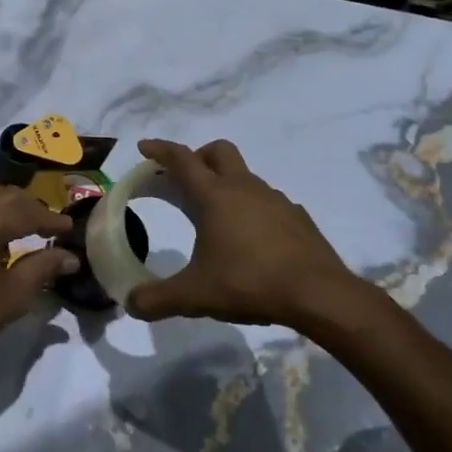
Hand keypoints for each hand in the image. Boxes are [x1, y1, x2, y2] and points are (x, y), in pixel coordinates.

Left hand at [0, 183, 76, 373]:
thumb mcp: (12, 295)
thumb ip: (43, 268)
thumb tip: (70, 257)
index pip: (26, 211)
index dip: (51, 219)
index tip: (71, 229)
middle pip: (5, 196)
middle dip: (31, 207)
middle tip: (51, 226)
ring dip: (9, 205)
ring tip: (26, 225)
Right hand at [126, 138, 384, 342]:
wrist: (320, 295)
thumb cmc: (250, 283)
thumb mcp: (195, 296)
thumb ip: (157, 299)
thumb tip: (130, 303)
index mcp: (214, 196)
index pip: (182, 159)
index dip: (161, 150)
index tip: (145, 148)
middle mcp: (244, 188)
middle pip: (218, 151)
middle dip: (197, 156)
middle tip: (183, 179)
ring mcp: (275, 200)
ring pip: (245, 176)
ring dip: (226, 184)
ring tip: (216, 217)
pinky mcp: (297, 218)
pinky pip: (268, 202)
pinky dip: (252, 209)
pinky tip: (251, 238)